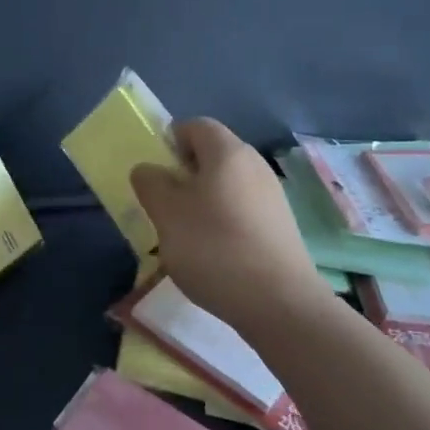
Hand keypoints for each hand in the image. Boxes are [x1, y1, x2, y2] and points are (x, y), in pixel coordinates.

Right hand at [130, 119, 329, 330]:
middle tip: (164, 206)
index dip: (170, 141)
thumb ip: (150, 183)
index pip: (195, 126)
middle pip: (212, 155)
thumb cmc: (214, 248)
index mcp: (228, 152)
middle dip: (184, 175)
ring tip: (185, 235)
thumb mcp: (167, 214)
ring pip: (226, 185)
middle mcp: (254, 165)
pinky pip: (242, 209)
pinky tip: (214, 254)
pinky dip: (223, 221)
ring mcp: (272, 196)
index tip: (154, 173)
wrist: (279, 303)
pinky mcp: (281, 226)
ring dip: (202, 201)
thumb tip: (149, 169)